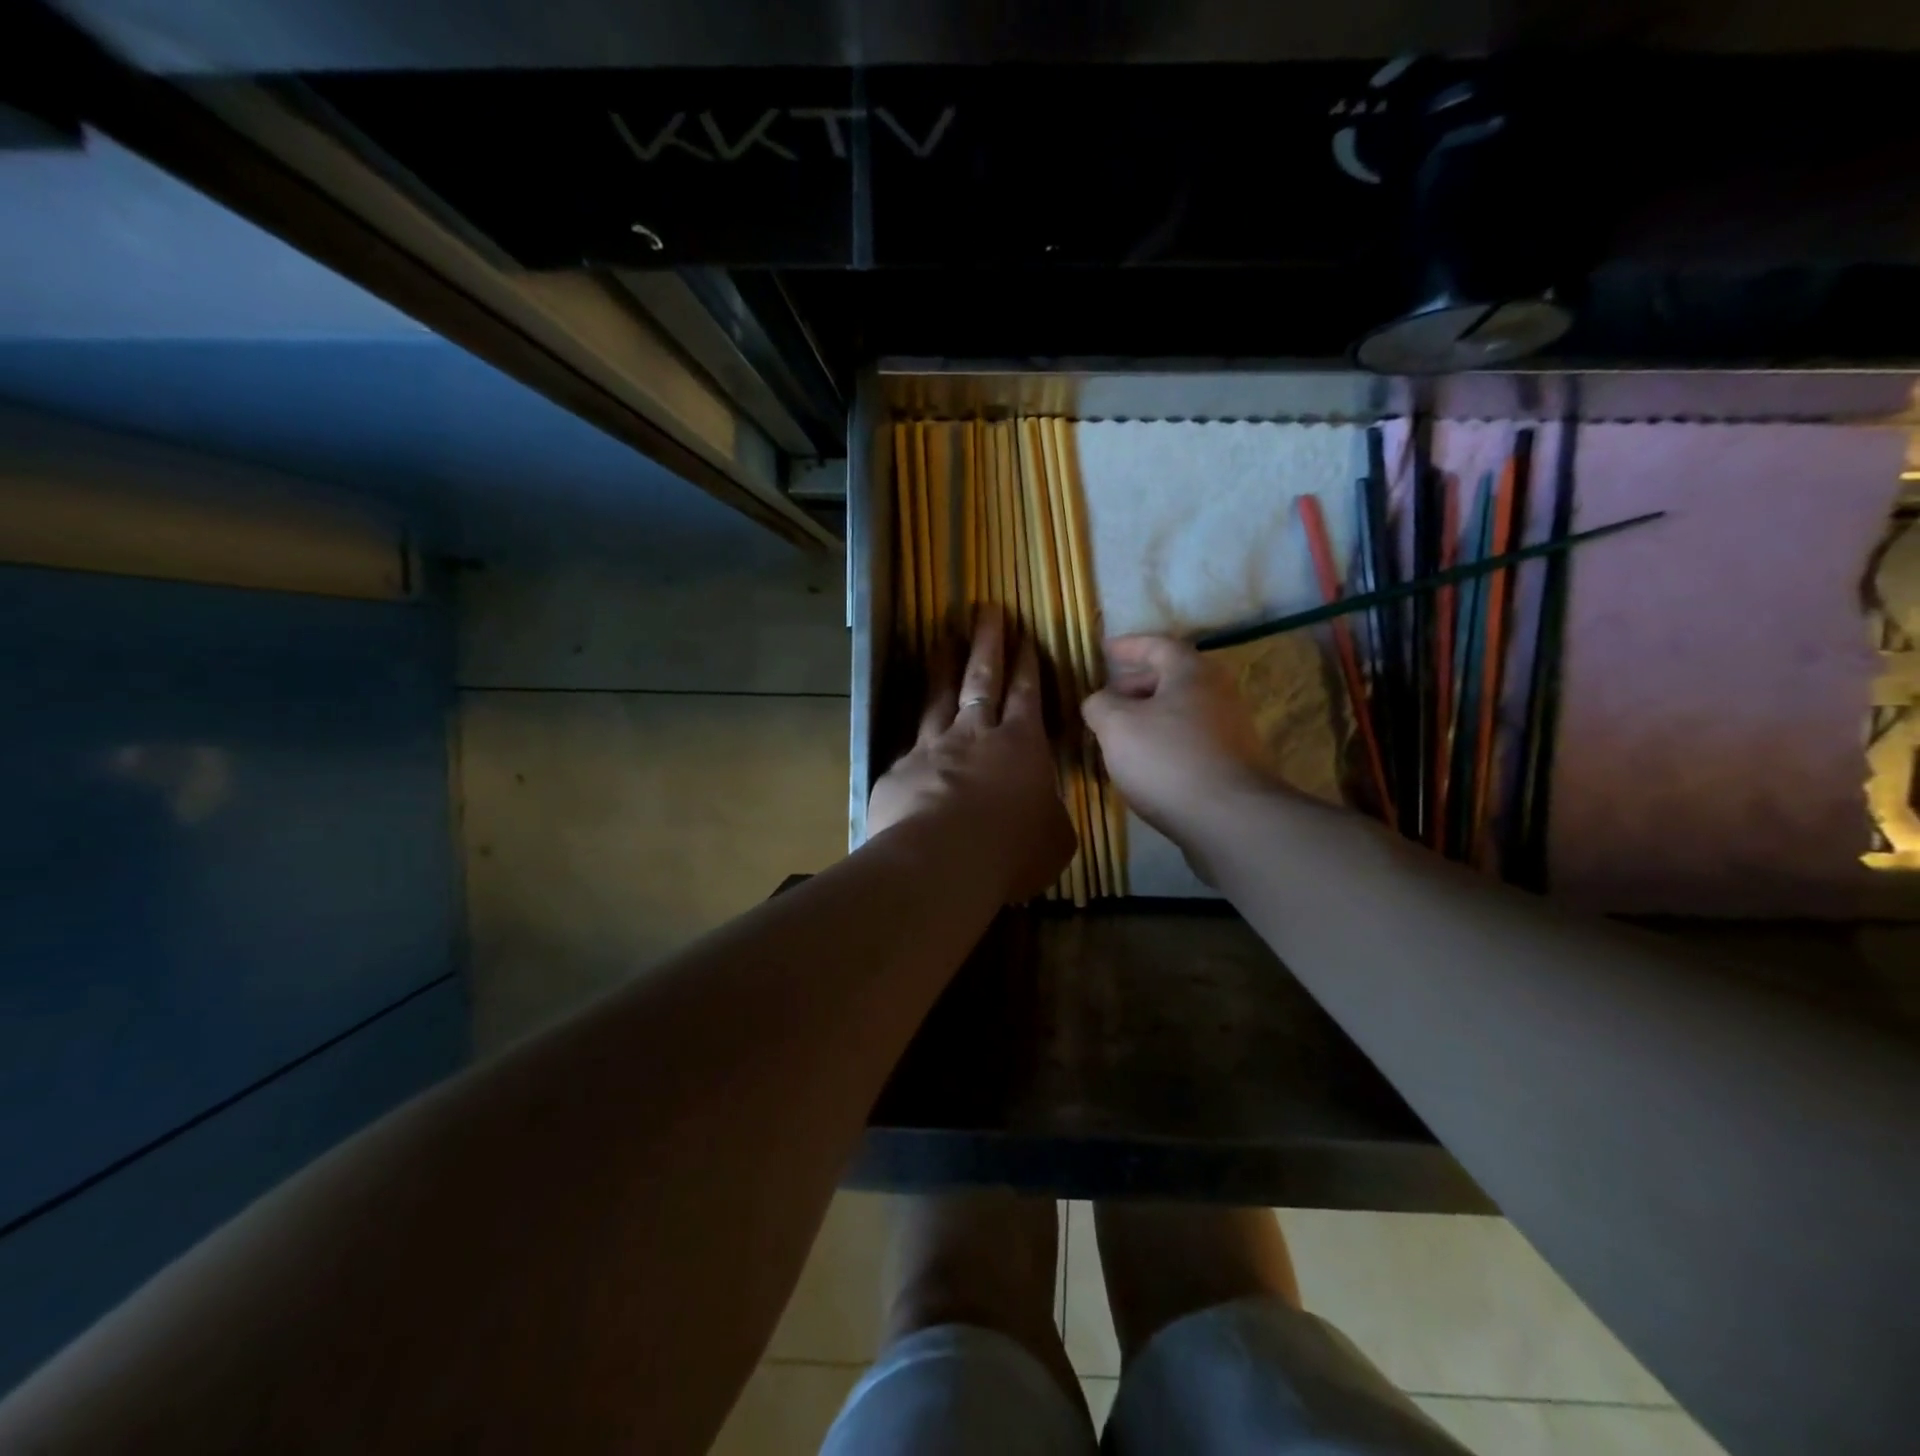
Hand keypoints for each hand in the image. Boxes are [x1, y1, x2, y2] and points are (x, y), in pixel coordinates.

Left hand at [868, 607, 1076, 903]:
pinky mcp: (900, 769)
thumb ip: (1050, 816)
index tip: (1023, 636)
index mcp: (1021, 745)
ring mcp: (932, 747)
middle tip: (986, 611)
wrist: (942, 860)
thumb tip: (1046, 811)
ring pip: (939, 696)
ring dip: (943, 665)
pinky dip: (913, 731)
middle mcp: (975, 734)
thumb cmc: (1012, 850)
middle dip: (987, 642)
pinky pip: (909, 743)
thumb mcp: (1055, 838)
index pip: (1026, 694)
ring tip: (942, 638)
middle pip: (982, 678)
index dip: (1026, 664)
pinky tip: (909, 729)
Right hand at [1083, 635, 1281, 853]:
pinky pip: (1190, 741)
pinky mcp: (1233, 764)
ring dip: (1149, 718)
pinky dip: (1164, 743)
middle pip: (1172, 679)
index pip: (1157, 645)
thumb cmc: (1168, 759)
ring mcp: (1231, 730)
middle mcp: (1218, 693)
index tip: (1104, 650)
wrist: (1229, 819)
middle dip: (1135, 685)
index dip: (1128, 646)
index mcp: (1192, 672)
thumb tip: (1098, 702)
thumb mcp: (1116, 726)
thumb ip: (1100, 705)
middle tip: (1106, 699)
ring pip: (1180, 712)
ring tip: (1118, 735)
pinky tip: (1144, 765)